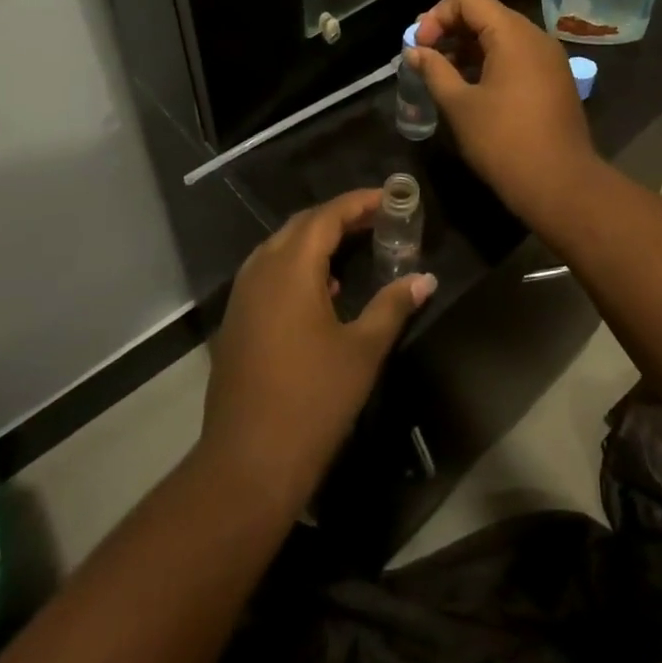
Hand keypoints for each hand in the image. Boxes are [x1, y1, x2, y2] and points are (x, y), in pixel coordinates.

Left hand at [202, 190, 435, 516]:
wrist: (248, 463)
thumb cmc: (313, 400)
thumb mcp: (363, 350)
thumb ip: (392, 306)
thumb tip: (424, 279)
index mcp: (291, 269)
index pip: (326, 216)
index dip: (358, 203)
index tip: (389, 199)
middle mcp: (261, 271)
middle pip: (301, 226)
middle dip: (338, 217)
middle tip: (377, 218)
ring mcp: (243, 297)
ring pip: (280, 248)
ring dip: (316, 241)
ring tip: (354, 248)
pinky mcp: (237, 321)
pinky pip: (268, 273)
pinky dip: (297, 266)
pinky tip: (324, 292)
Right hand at [407, 0, 603, 226]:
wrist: (560, 184)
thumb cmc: (504, 141)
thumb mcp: (460, 105)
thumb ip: (434, 70)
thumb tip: (414, 51)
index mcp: (513, 34)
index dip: (437, 15)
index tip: (419, 44)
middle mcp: (536, 37)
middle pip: (487, 14)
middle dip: (451, 29)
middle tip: (424, 54)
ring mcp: (550, 59)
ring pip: (503, 36)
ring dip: (469, 46)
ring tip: (442, 71)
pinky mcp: (554, 79)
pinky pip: (518, 56)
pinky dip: (491, 60)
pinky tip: (471, 85)